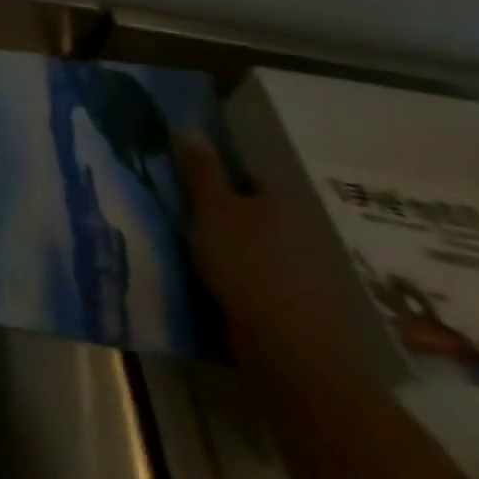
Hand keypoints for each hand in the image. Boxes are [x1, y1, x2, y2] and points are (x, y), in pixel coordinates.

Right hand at [176, 133, 369, 387]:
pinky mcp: (296, 302)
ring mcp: (303, 268)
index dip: (212, 170)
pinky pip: (256, 275)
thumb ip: (199, 169)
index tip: (179, 177)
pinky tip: (208, 281)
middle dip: (217, 208)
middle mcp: (299, 227)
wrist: (292, 353)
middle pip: (248, 207)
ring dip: (224, 244)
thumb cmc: (248, 267)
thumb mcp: (212, 210)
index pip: (245, 170)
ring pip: (252, 243)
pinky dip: (235, 274)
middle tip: (175, 210)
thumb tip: (187, 125)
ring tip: (183, 246)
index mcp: (281, 199)